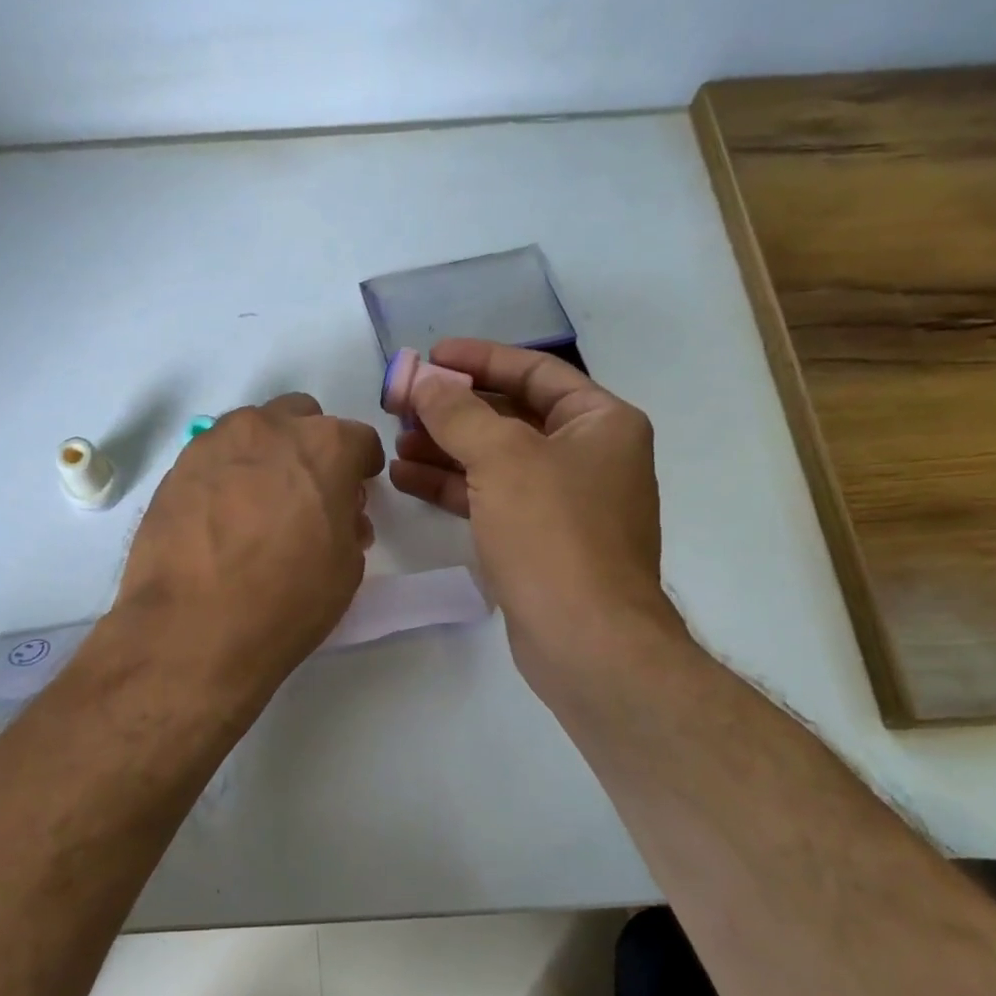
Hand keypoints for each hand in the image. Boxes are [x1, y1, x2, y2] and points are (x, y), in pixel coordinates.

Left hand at [113, 394, 384, 693]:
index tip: (354, 492)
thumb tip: (337, 513)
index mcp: (325, 446)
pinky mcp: (177, 466)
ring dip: (265, 455)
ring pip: (253, 431)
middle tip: (306, 494)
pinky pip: (214, 457)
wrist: (192, 627)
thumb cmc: (286, 599)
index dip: (361, 468)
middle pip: (301, 419)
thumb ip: (347, 524)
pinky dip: (226, 475)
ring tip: (258, 505)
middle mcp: (270, 428)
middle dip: (310, 448)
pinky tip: (220, 516)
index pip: (358, 440)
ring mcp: (217, 442)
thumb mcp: (345, 567)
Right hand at [388, 339, 682, 691]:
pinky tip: (406, 478)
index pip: (535, 373)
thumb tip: (424, 380)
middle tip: (401, 404)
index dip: (480, 360)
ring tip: (395, 442)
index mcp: (601, 423)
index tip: (430, 356)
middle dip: (454, 409)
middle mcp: (588, 456)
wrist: (586, 639)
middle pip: (511, 416)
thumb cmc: (553, 533)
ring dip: (446, 448)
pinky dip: (452, 486)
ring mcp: (564, 502)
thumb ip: (458, 412)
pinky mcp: (539, 540)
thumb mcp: (502, 459)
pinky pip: (491, 497)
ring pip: (496, 460)